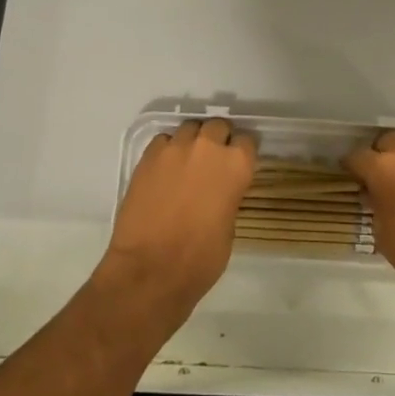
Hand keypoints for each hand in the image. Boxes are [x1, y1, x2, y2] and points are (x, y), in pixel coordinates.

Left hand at [102, 119, 254, 324]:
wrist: (150, 269)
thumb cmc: (200, 259)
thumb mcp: (229, 226)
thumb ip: (228, 196)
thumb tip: (219, 190)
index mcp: (236, 165)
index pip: (247, 141)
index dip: (242, 152)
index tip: (238, 164)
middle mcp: (207, 147)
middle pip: (217, 126)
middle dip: (218, 140)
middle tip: (212, 162)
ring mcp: (174, 149)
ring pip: (189, 128)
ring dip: (192, 141)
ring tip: (187, 162)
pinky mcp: (147, 157)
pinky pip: (163, 141)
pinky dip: (167, 150)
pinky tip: (165, 171)